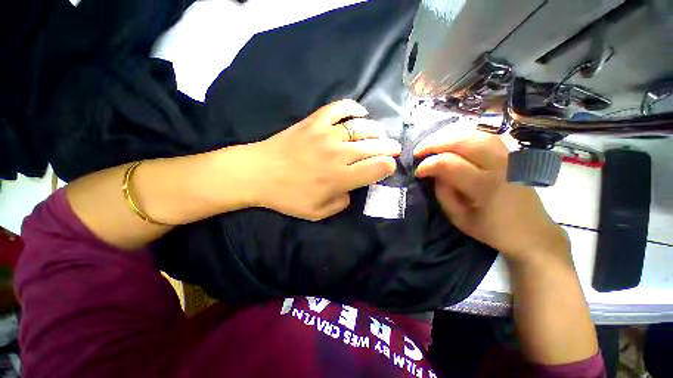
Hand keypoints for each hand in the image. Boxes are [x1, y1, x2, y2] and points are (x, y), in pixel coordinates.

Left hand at [249, 99, 400, 220]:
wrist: (259, 173)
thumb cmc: (288, 196)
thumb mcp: (318, 212)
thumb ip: (341, 203)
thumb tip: (351, 189)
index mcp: (341, 177)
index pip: (377, 168)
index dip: (388, 166)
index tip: (389, 166)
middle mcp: (339, 153)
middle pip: (374, 146)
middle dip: (390, 147)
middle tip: (394, 148)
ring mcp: (327, 134)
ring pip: (362, 127)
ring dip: (376, 131)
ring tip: (380, 134)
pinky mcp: (314, 121)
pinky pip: (339, 108)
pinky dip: (353, 108)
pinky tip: (360, 113)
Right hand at [414, 121, 567, 262]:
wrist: (531, 232)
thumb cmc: (492, 229)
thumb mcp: (459, 218)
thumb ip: (443, 193)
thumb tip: (433, 173)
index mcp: (485, 186)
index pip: (448, 164)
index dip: (428, 165)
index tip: (417, 172)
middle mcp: (499, 165)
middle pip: (462, 141)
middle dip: (434, 143)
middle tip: (418, 151)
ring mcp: (508, 156)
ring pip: (474, 133)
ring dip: (448, 136)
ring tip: (432, 144)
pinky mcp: (511, 154)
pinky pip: (485, 135)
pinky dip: (464, 134)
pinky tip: (452, 140)